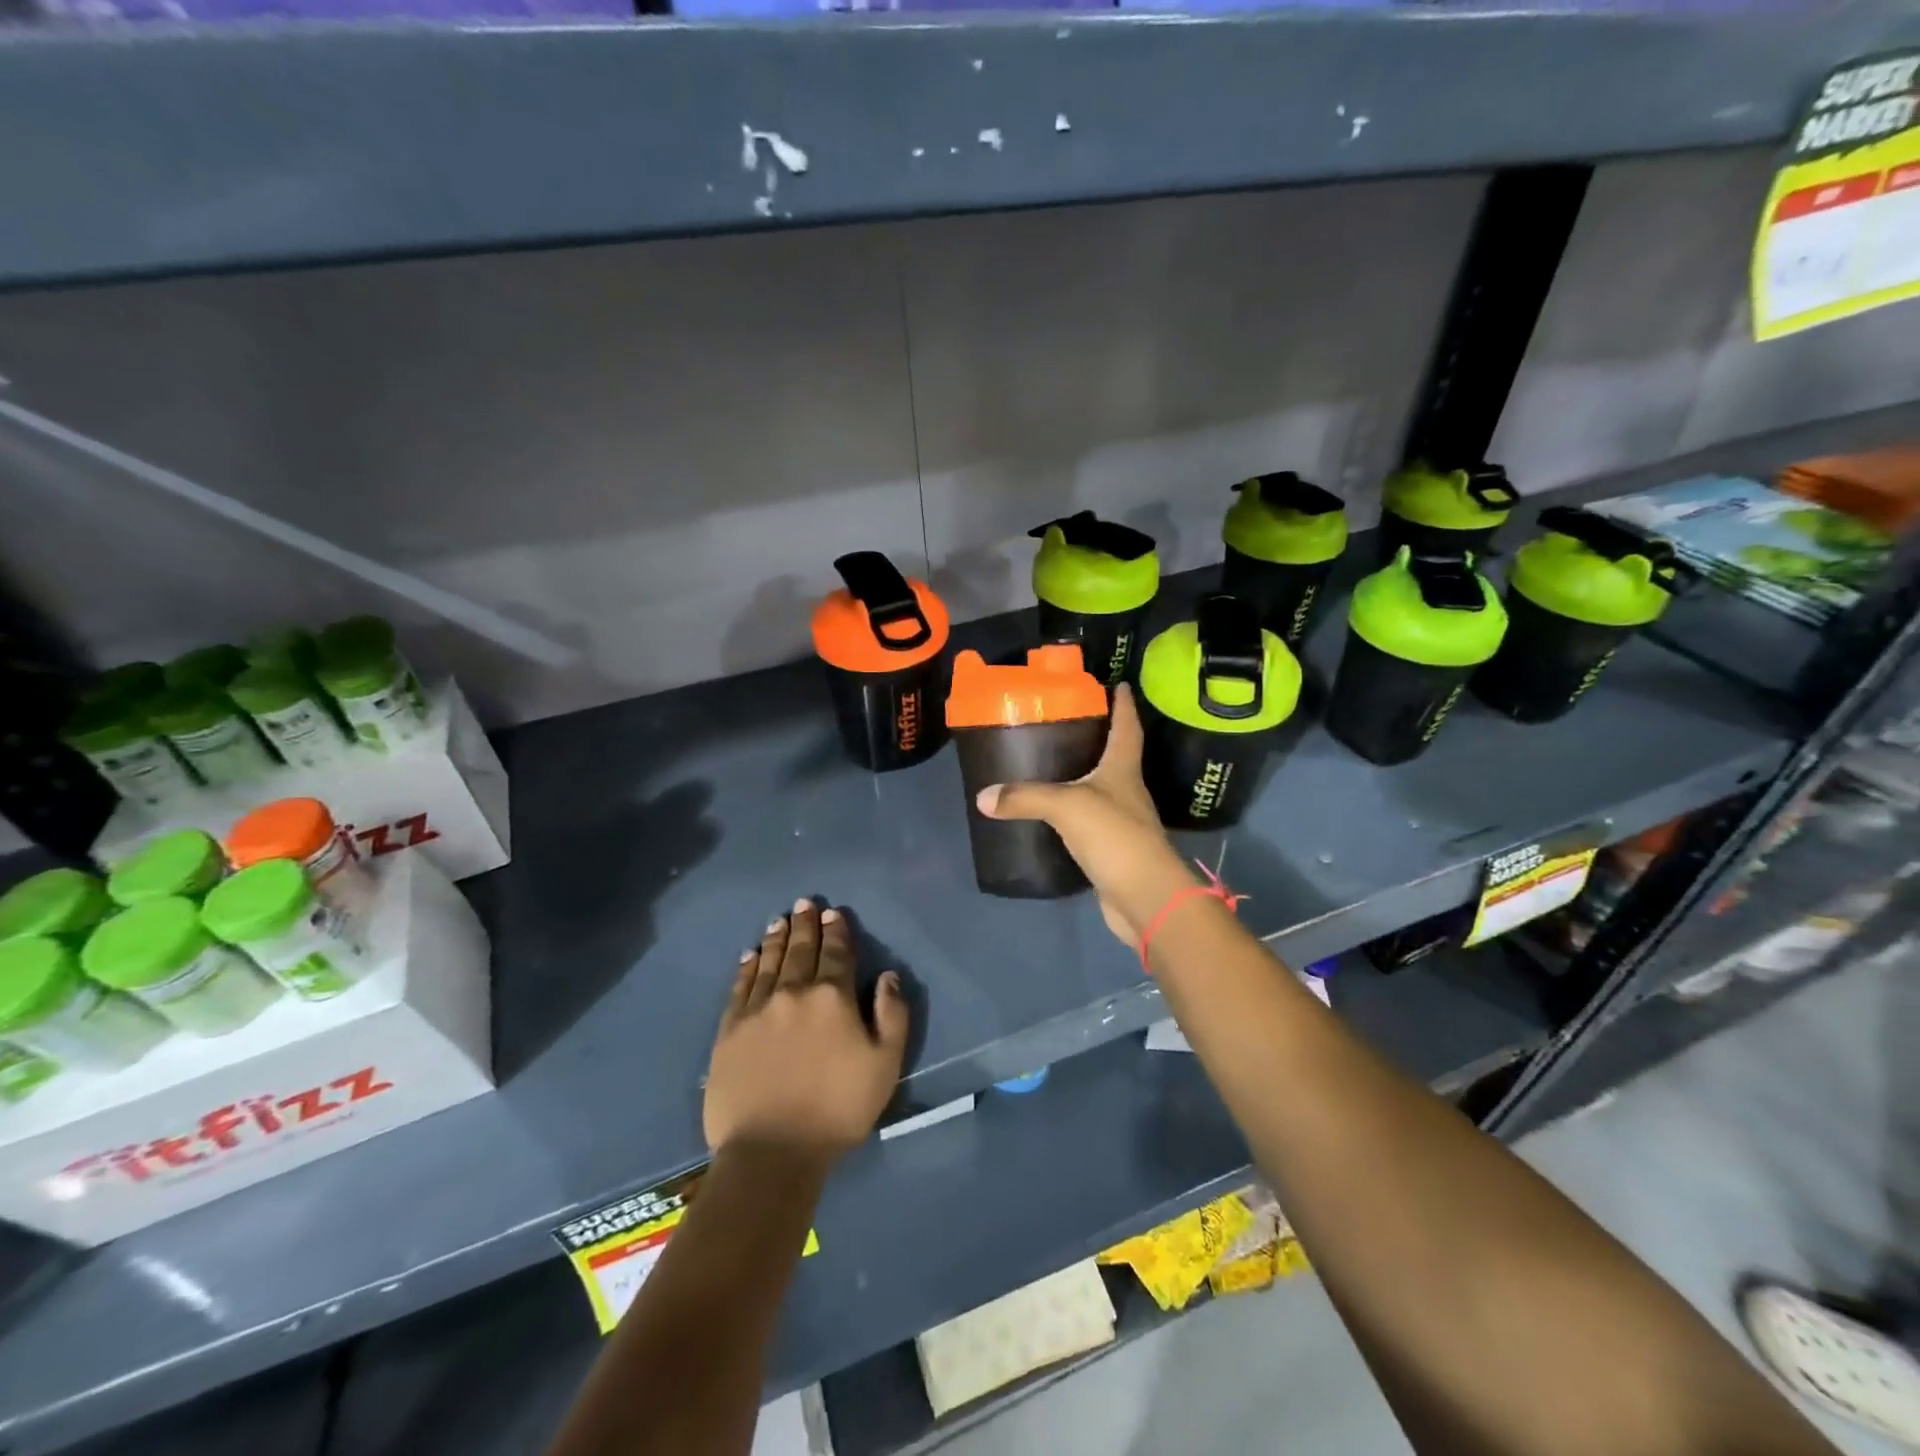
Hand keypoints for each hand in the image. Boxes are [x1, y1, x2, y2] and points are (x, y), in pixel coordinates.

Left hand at [704, 900, 909, 1162]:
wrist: (771, 1151)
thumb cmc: (837, 1109)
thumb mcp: (885, 1065)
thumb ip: (892, 1015)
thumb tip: (887, 976)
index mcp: (833, 997)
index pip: (837, 954)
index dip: (837, 931)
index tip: (834, 913)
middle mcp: (794, 992)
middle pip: (801, 950)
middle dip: (805, 924)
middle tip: (804, 903)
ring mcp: (758, 1009)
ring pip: (770, 962)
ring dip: (777, 939)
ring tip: (780, 920)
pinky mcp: (730, 1030)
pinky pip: (740, 987)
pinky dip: (747, 967)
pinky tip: (750, 956)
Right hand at [974, 684, 1197, 944]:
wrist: (1144, 897)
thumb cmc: (1114, 836)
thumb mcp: (1066, 806)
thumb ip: (1025, 797)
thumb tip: (983, 797)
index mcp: (1123, 769)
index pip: (1127, 727)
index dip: (1123, 705)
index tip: (1117, 683)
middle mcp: (1127, 791)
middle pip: (1116, 756)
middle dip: (1098, 737)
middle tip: (1066, 721)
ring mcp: (1122, 822)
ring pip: (1101, 790)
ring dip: (1083, 777)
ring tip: (1051, 764)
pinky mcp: (1112, 850)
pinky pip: (1088, 823)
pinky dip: (1072, 815)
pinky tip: (1050, 816)